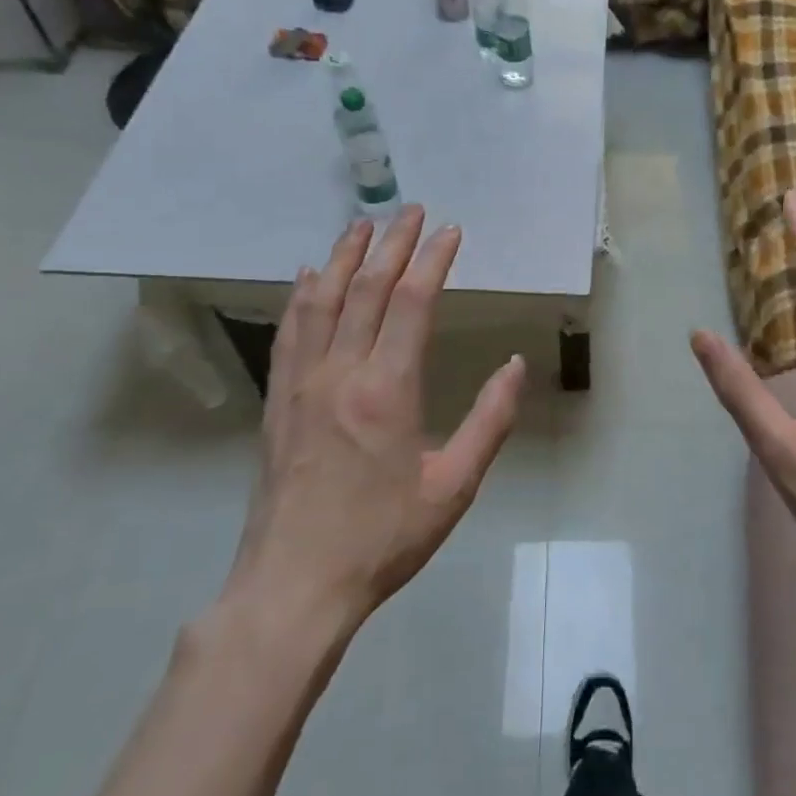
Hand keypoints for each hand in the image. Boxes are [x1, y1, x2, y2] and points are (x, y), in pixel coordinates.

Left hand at [227, 206, 526, 647]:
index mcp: (388, 390)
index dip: (433, 260)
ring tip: (362, 225)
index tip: (450, 231)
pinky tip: (310, 277)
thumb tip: (517, 366)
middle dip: (392, 244)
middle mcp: (340, 373)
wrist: (295, 585)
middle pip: (367, 290)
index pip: (413, 303)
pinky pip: (289, 333)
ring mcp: (301, 385)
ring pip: (322, 302)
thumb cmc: (383, 538)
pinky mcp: (278, 402)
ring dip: (345, 257)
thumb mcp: (455, 487)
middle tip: (410, 210)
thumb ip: (490, 421)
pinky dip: (302, 296)